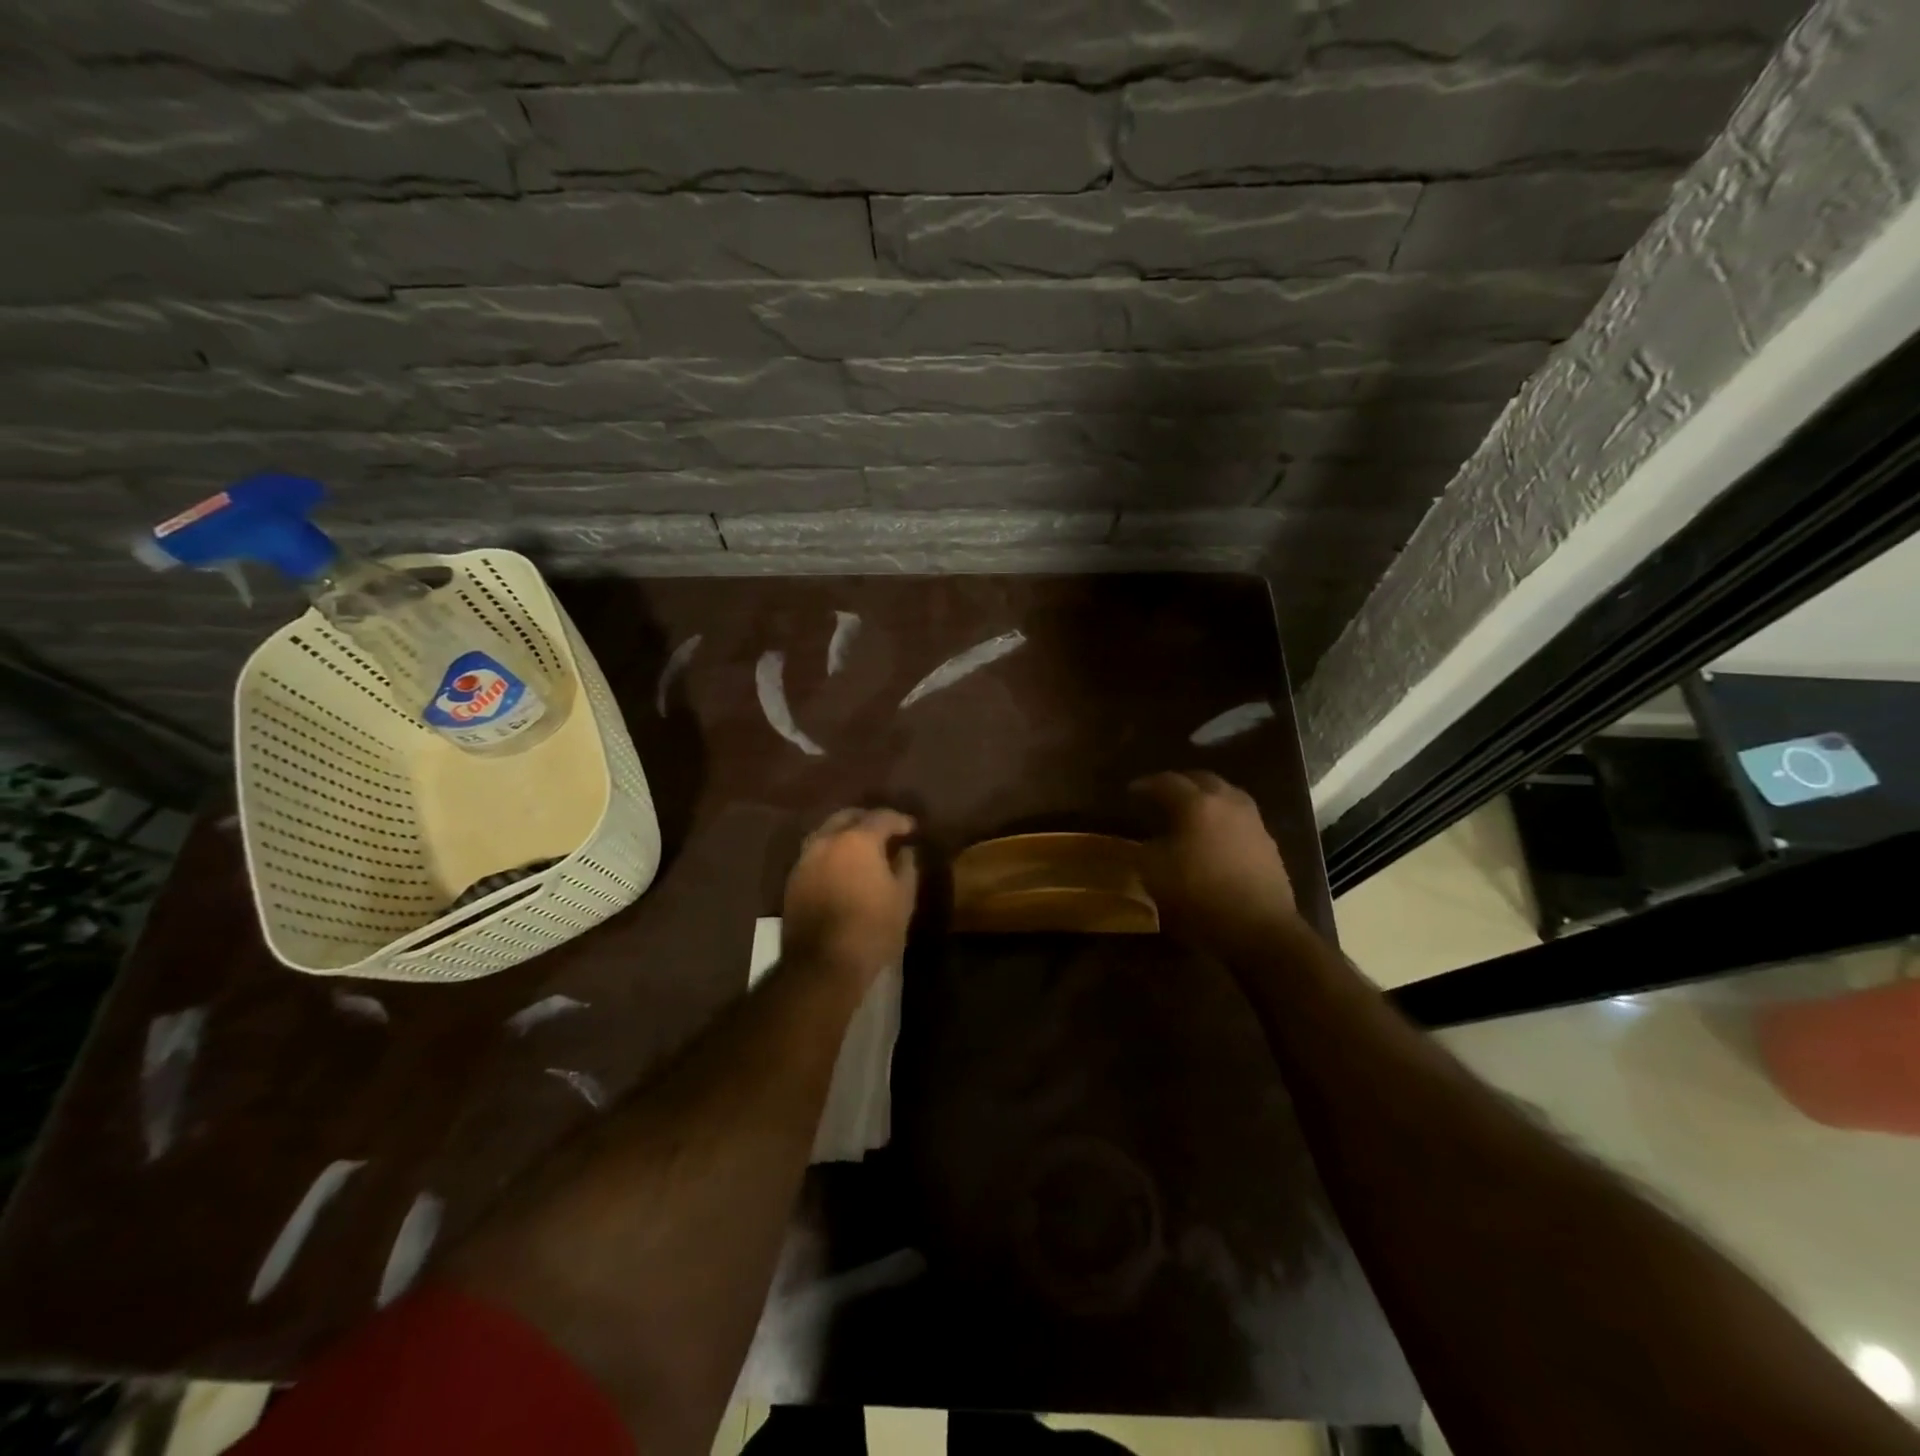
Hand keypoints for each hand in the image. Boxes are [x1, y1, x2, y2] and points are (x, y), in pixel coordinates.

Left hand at [782, 807, 919, 987]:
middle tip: (885, 832)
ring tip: (861, 848)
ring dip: (844, 834)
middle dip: (867, 820)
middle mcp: (826, 841)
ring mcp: (805, 860)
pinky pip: (814, 854)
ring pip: (826, 833)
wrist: (822, 965)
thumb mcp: (903, 899)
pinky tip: (841, 868)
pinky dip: (830, 853)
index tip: (911, 829)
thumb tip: (905, 852)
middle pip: (847, 817)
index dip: (899, 820)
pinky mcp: (792, 880)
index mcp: (857, 840)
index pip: (881, 817)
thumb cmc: (872, 929)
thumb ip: (906, 868)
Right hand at [1131, 771, 1295, 945]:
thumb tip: (1143, 840)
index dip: (1145, 785)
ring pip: (1225, 795)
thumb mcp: (1153, 874)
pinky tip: (1214, 837)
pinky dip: (1223, 818)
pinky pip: (1240, 817)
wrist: (1259, 928)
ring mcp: (1252, 821)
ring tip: (1190, 814)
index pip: (1165, 781)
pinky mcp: (1268, 842)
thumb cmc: (1198, 896)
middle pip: (1201, 779)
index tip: (1130, 793)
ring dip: (1205, 798)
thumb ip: (1142, 849)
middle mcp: (1227, 802)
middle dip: (1179, 784)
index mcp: (1196, 803)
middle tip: (1161, 797)